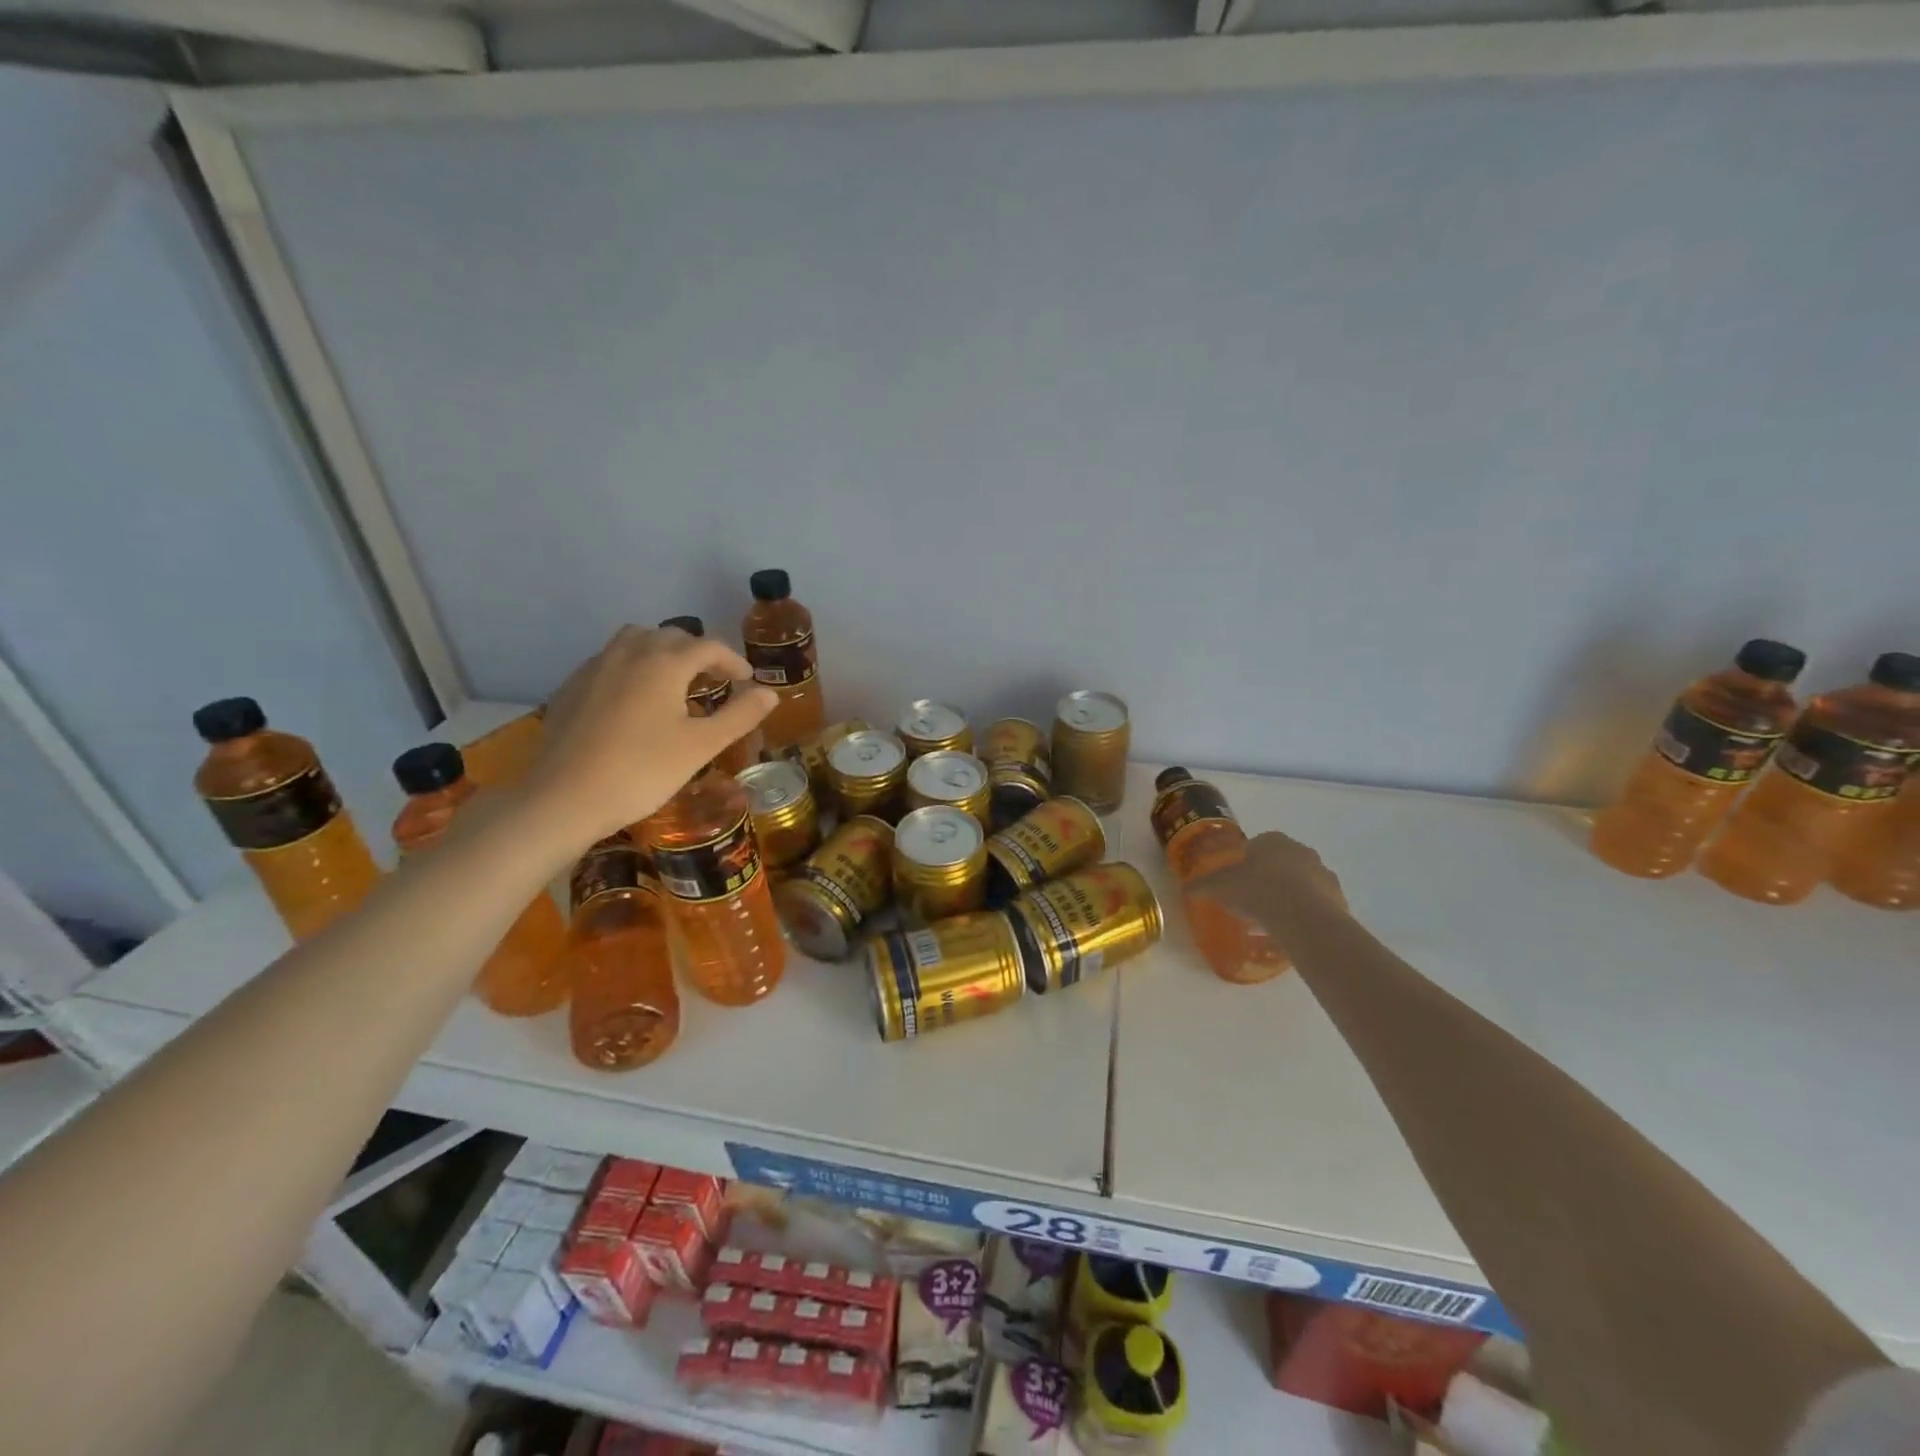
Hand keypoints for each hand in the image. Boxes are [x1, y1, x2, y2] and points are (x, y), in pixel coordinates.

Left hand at [525, 625, 776, 844]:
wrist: (564, 798)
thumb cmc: (642, 771)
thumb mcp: (701, 746)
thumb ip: (739, 715)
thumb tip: (770, 693)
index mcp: (664, 663)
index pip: (708, 646)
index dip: (733, 661)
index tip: (747, 681)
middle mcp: (629, 654)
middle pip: (671, 636)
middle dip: (698, 653)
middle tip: (714, 681)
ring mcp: (595, 668)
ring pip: (635, 641)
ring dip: (662, 653)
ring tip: (674, 682)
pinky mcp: (572, 688)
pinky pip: (609, 661)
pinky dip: (632, 667)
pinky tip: (634, 701)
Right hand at [1189, 831, 1347, 943]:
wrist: (1302, 916)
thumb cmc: (1257, 891)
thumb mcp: (1221, 887)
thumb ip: (1203, 885)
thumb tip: (1187, 888)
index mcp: (1272, 841)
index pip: (1257, 845)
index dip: (1246, 862)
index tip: (1238, 881)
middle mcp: (1300, 850)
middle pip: (1281, 861)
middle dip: (1269, 877)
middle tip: (1254, 899)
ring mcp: (1322, 872)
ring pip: (1301, 881)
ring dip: (1289, 894)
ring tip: (1274, 918)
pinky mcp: (1337, 896)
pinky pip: (1317, 902)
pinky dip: (1306, 911)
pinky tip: (1293, 927)